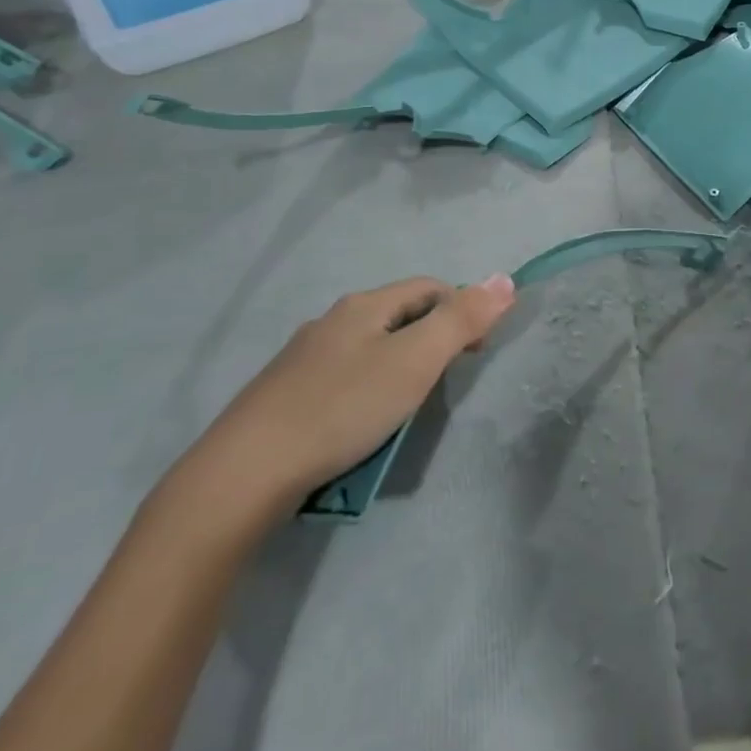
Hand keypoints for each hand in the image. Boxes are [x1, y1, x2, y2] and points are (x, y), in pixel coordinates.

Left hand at [179, 276, 516, 524]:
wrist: (245, 472)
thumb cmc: (343, 408)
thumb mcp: (415, 362)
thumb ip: (462, 321)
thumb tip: (505, 279)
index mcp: (364, 306)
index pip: (430, 287)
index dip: (463, 310)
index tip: (476, 353)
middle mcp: (333, 321)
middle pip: (400, 316)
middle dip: (431, 341)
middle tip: (443, 384)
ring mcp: (304, 358)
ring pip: (371, 348)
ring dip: (399, 368)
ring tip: (406, 409)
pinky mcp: (285, 394)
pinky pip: (344, 379)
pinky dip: (367, 392)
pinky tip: (361, 425)